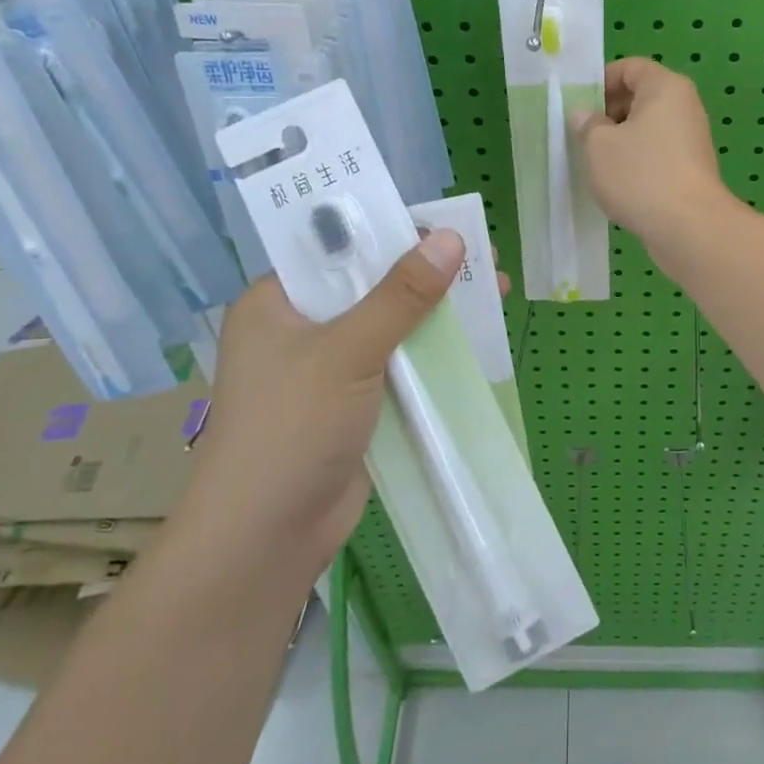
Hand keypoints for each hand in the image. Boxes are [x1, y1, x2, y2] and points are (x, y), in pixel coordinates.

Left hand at [182, 227, 466, 573]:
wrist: (267, 538)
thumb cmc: (292, 428)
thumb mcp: (348, 351)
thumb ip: (401, 295)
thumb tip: (451, 238)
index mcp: (277, 300)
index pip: (339, 247)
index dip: (393, 231)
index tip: (449, 226)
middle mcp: (300, 327)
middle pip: (372, 285)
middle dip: (428, 274)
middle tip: (486, 260)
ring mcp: (328, 368)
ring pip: (391, 325)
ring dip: (437, 312)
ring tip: (495, 292)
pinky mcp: (354, 402)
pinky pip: (398, 363)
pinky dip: (432, 351)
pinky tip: (474, 340)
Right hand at [570, 57, 733, 247]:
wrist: (688, 227)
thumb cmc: (640, 174)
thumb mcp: (598, 145)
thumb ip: (588, 124)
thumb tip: (586, 116)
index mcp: (665, 87)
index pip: (631, 67)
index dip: (601, 81)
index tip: (579, 106)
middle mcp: (684, 107)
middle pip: (641, 97)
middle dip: (609, 113)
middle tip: (583, 136)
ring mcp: (691, 140)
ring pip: (648, 129)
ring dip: (621, 141)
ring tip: (597, 163)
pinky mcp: (691, 170)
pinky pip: (657, 154)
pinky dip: (637, 162)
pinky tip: (619, 184)